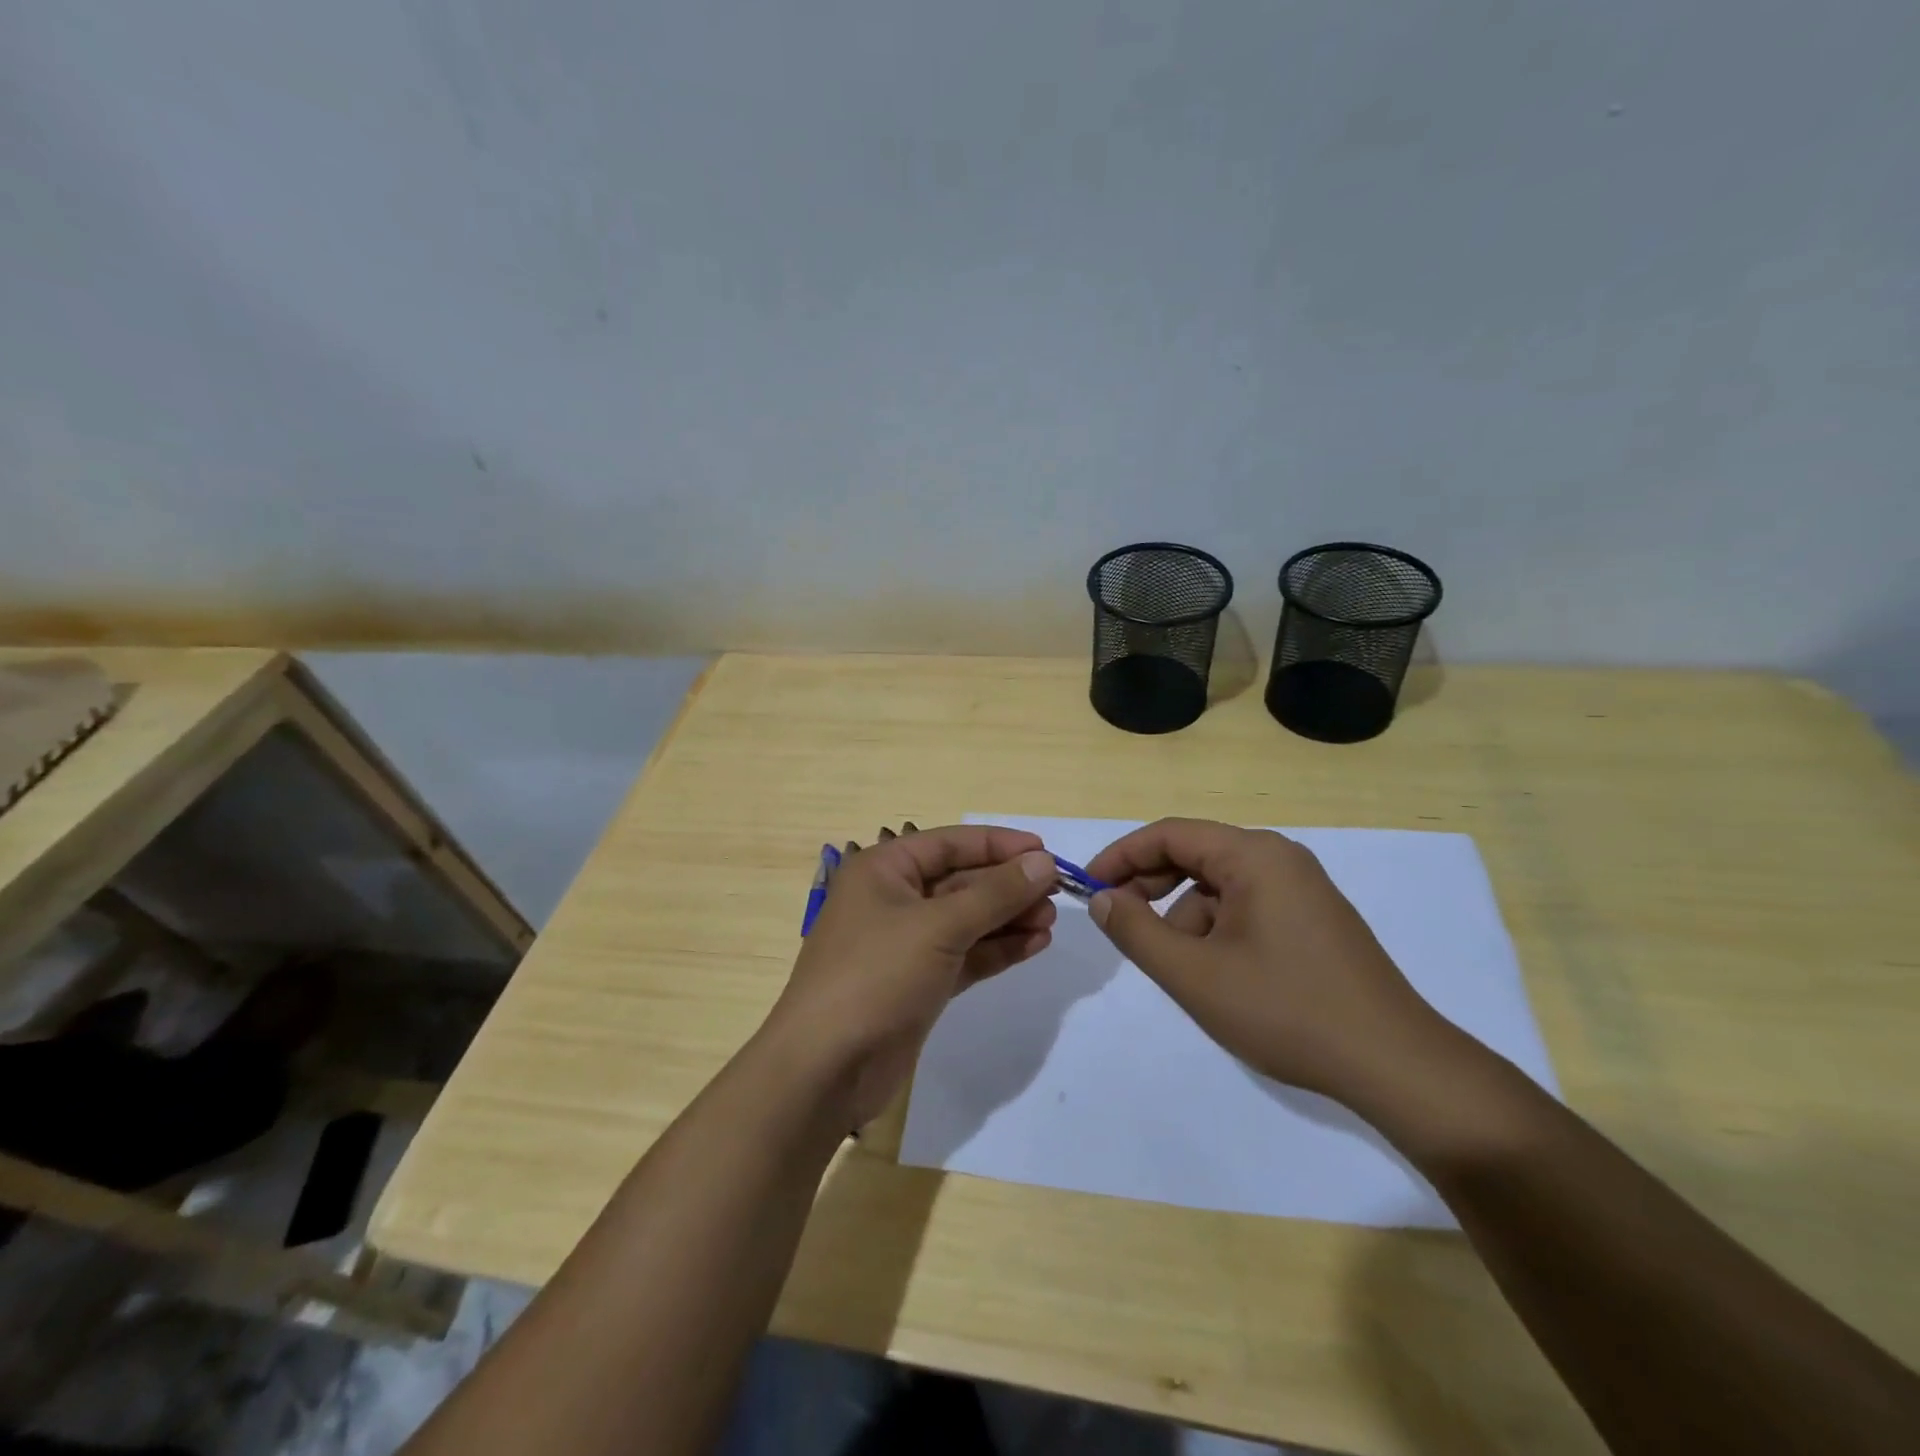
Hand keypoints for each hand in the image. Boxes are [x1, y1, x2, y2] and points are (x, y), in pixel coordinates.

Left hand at [764, 824, 1058, 1125]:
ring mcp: (906, 943)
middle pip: (961, 881)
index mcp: (884, 870)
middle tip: (1057, 893)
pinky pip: (965, 954)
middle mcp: (893, 899)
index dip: (999, 845)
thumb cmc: (876, 976)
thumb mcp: (939, 927)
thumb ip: (995, 894)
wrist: (826, 1068)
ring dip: (1008, 918)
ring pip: (967, 920)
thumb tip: (1044, 862)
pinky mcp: (918, 982)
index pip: (950, 843)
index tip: (1046, 851)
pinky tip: (1034, 945)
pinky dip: (997, 949)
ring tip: (1051, 921)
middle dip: (1007, 886)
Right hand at [1085, 818, 1449, 1104]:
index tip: (1089, 888)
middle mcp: (1279, 858)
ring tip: (1179, 968)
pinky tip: (1218, 975)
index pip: (1169, 834)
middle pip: (1195, 854)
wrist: (1394, 1065)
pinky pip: (1247, 906)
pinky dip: (1217, 929)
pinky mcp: (1314, 919)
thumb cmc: (1286, 1010)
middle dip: (1150, 886)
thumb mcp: (1194, 975)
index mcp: (1253, 856)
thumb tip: (1103, 899)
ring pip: (1219, 886)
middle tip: (1119, 922)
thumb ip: (1137, 931)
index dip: (1121, 856)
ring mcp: (1302, 888)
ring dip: (1184, 916)